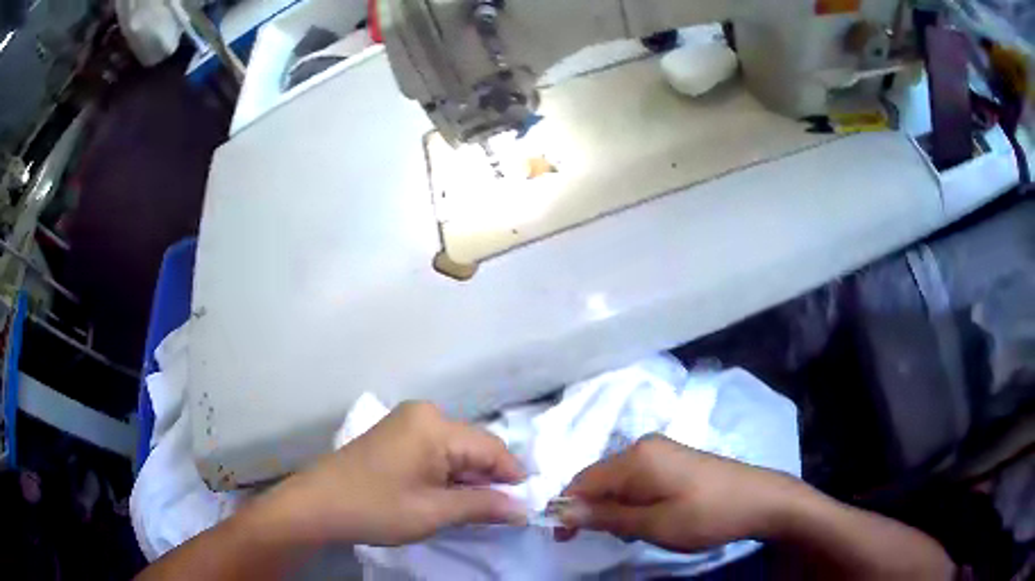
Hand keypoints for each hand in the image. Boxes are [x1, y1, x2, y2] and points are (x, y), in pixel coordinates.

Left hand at [254, 401, 527, 546]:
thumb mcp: (434, 512)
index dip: (513, 479)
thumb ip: (484, 506)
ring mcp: (407, 423)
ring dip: (469, 481)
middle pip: (475, 448)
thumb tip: (525, 508)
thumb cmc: (375, 508)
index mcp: (435, 425)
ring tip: (472, 511)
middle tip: (500, 516)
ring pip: (457, 451)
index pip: (493, 449)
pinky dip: (448, 475)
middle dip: (490, 481)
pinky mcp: (397, 435)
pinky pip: (437, 452)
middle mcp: (425, 414)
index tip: (526, 509)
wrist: (316, 505)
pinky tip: (446, 498)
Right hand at [555, 435, 803, 551]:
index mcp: (636, 457)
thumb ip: (603, 517)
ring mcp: (662, 450)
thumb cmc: (705, 515)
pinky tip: (651, 517)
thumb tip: (558, 510)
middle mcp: (644, 445)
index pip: (582, 480)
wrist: (760, 500)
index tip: (564, 539)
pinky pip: (638, 479)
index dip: (567, 509)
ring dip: (615, 508)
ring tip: (635, 531)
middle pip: (600, 478)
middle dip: (594, 510)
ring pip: (619, 481)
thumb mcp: (652, 524)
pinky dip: (634, 501)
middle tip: (610, 538)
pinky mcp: (675, 458)